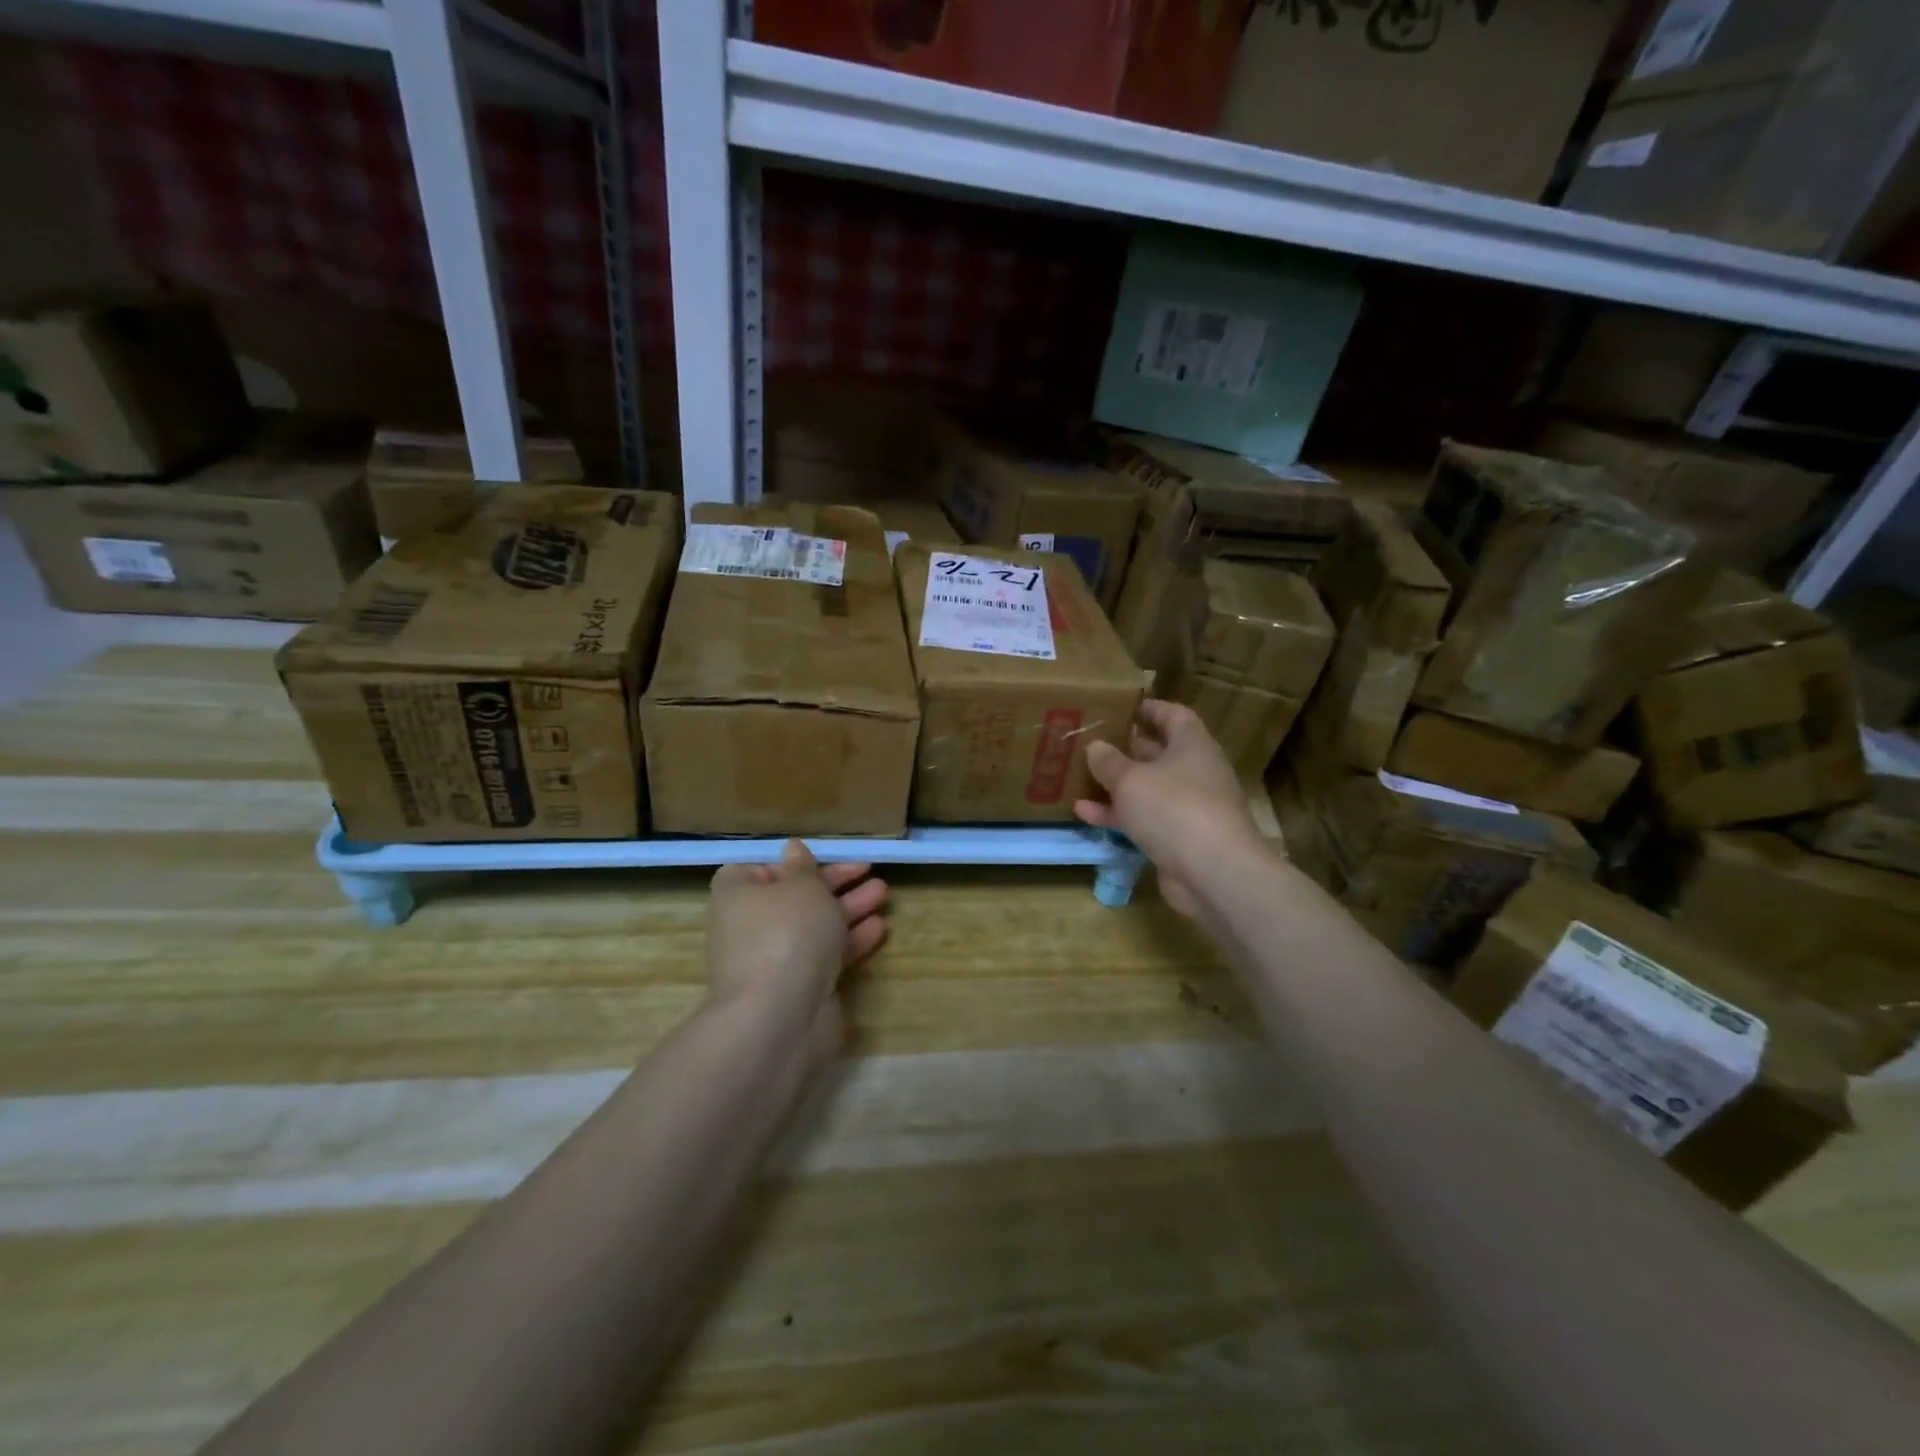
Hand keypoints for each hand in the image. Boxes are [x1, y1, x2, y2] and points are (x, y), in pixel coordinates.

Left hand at [705, 840, 888, 1058]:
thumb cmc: (787, 933)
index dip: (789, 864)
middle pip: (795, 897)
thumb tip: (793, 848)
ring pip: (815, 926)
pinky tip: (880, 928)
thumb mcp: (803, 887)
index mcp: (737, 894)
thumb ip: (804, 867)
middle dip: (834, 884)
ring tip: (884, 894)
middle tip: (869, 871)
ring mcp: (774, 959)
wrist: (780, 1017)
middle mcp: (750, 926)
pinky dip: (850, 940)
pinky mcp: (799, 987)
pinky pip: (826, 955)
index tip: (819, 859)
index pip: (757, 869)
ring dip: (849, 909)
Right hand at [1074, 699, 1263, 917]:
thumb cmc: (1174, 808)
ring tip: (1079, 779)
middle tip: (1091, 743)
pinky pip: (1144, 820)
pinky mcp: (1179, 839)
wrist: (1214, 873)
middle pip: (1159, 753)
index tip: (1122, 707)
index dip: (1150, 709)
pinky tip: (1084, 814)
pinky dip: (1118, 816)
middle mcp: (1195, 772)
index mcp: (1192, 745)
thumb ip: (1109, 762)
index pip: (1173, 715)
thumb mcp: (1131, 779)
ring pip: (1148, 790)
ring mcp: (1189, 808)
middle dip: (1126, 750)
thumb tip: (1096, 747)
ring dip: (1116, 786)